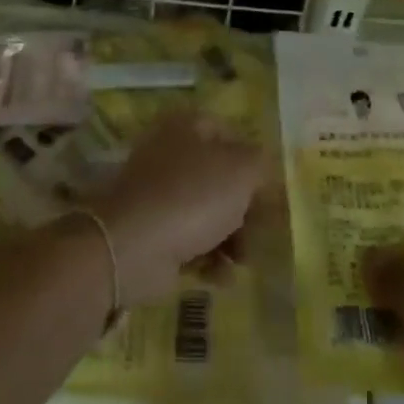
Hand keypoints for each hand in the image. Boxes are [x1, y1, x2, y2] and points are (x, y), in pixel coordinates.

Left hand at [95, 114, 264, 304]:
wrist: (133, 247)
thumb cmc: (193, 196)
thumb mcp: (241, 170)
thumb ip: (260, 163)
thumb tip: (260, 167)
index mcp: (187, 127)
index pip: (230, 133)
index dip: (252, 160)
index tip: (270, 188)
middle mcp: (170, 154)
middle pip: (220, 177)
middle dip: (245, 208)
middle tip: (262, 231)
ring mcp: (158, 194)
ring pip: (207, 211)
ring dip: (232, 238)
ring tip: (243, 261)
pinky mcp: (152, 231)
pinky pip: (189, 240)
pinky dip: (209, 257)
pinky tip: (222, 276)